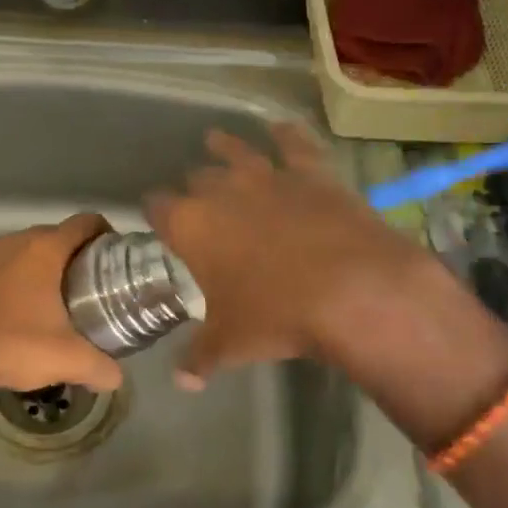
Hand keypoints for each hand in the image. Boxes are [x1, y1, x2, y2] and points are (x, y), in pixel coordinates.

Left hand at [0, 213, 123, 401]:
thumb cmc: (13, 346)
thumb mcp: (68, 360)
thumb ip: (101, 368)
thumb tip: (117, 378)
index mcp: (43, 250)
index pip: (85, 222)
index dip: (104, 233)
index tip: (113, 256)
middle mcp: (11, 243)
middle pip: (52, 236)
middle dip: (72, 254)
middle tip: (87, 284)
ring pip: (19, 253)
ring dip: (36, 268)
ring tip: (49, 300)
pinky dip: (6, 283)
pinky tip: (9, 314)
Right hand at [145, 124, 431, 386]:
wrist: (352, 290)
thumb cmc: (276, 316)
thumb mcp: (231, 343)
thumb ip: (200, 357)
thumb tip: (183, 381)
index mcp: (191, 225)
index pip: (157, 207)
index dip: (155, 213)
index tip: (157, 220)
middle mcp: (222, 191)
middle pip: (196, 178)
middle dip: (192, 187)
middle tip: (195, 200)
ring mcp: (269, 176)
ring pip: (237, 151)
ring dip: (224, 147)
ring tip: (215, 140)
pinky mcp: (312, 173)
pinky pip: (294, 144)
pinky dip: (286, 135)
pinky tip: (281, 127)